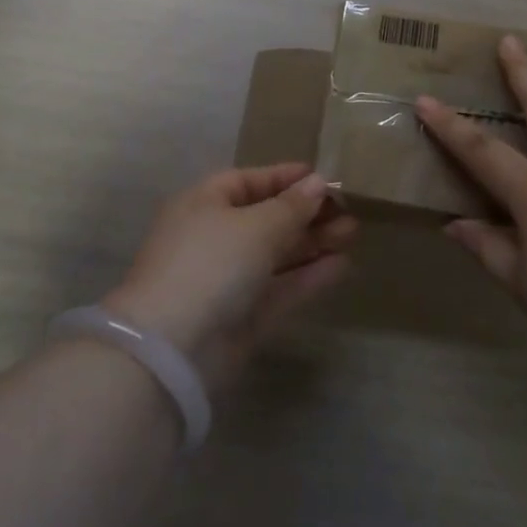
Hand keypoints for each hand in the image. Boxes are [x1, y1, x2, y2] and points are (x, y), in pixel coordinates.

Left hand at [105, 164, 357, 396]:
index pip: (250, 181)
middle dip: (307, 213)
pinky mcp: (242, 316)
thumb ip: (292, 206)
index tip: (324, 177)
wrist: (172, 349)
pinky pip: (281, 287)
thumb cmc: (211, 262)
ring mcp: (228, 279)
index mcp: (205, 203)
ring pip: (277, 254)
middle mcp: (214, 237)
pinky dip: (309, 276)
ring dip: (313, 242)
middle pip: (267, 218)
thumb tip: (318, 183)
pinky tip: (342, 265)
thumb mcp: (256, 225)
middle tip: (349, 209)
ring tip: (353, 233)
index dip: (286, 178)